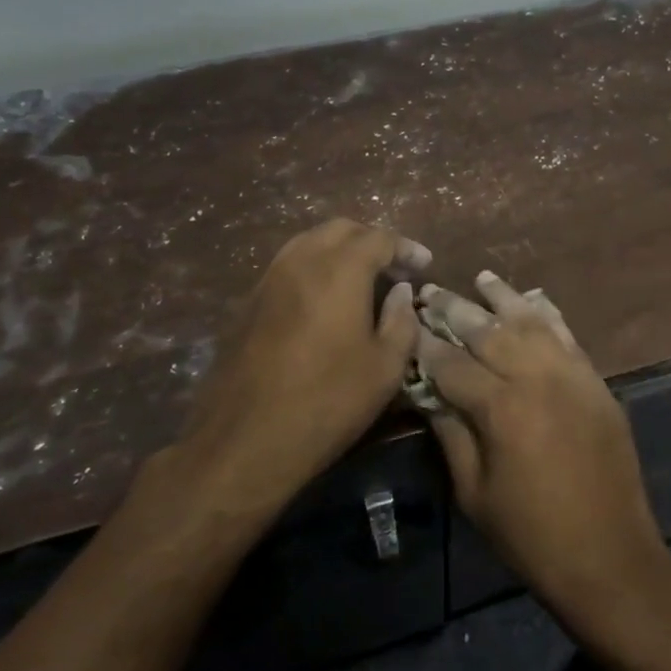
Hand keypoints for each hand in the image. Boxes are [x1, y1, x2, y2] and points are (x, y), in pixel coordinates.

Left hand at [181, 219, 429, 514]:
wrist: (245, 440)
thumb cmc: (328, 402)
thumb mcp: (385, 368)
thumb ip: (401, 320)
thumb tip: (400, 291)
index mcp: (340, 270)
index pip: (379, 238)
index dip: (406, 248)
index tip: (424, 265)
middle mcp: (301, 261)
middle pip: (341, 229)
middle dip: (372, 240)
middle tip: (394, 266)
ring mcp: (268, 279)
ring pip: (308, 242)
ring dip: (339, 250)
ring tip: (360, 278)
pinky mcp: (247, 302)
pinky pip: (287, 266)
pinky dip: (313, 268)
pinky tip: (324, 299)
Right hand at [416, 272, 670, 633]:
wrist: (609, 556)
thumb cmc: (531, 534)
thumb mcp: (474, 492)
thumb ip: (450, 434)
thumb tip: (426, 392)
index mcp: (501, 408)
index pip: (451, 363)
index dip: (424, 344)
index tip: (406, 323)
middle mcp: (537, 378)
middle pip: (489, 331)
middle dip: (456, 309)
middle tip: (432, 291)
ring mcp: (573, 376)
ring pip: (531, 323)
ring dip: (504, 299)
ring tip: (482, 279)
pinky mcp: (596, 383)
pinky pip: (568, 336)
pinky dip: (548, 315)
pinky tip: (533, 300)